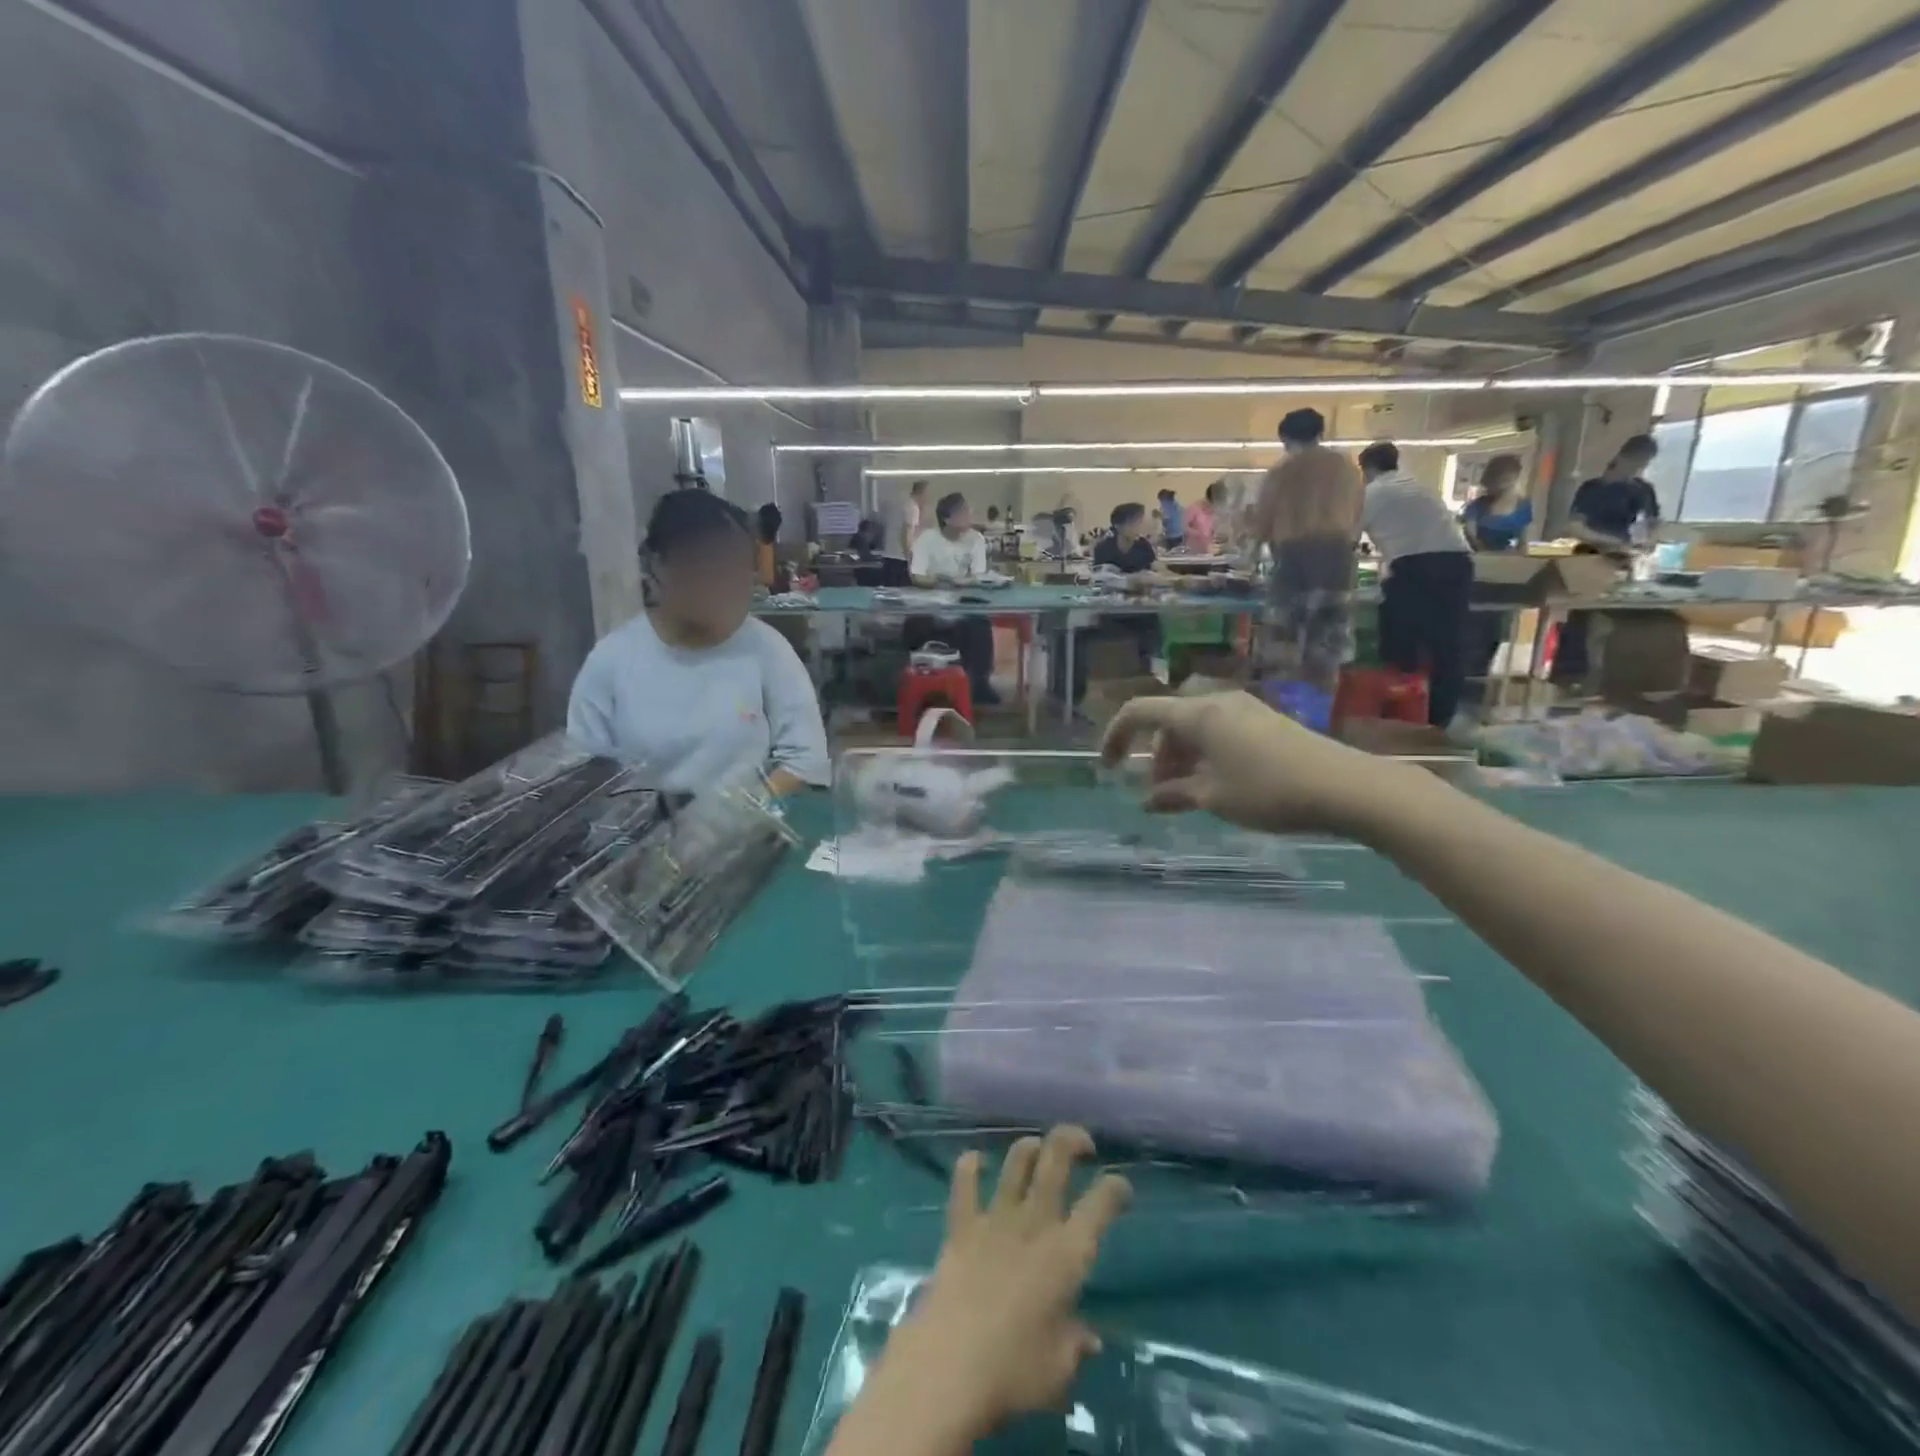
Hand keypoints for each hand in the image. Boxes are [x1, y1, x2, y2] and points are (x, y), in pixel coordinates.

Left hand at [868, 1127, 1130, 1443]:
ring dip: (1029, 1147)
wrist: (949, 1366)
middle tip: (1083, 1143)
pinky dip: (970, 1165)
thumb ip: (1076, 1345)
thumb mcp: (1059, 1372)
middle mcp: (1035, 1223)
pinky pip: (965, 1182)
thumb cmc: (1014, 1373)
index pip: (1102, 1203)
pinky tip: (975, 1160)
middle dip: (1072, 1139)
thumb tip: (1089, 1339)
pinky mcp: (961, 1225)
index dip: (1116, 1188)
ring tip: (1036, 1149)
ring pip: (1016, 1161)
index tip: (1121, 1188)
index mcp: (1068, 1253)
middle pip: (1055, 1160)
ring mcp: (995, 1218)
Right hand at [1100, 690, 1417, 835]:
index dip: (1116, 736)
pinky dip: (1205, 754)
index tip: (1109, 768)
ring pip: (1194, 726)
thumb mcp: (1213, 798)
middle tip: (1160, 792)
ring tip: (1188, 793)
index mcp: (1196, 714)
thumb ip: (1174, 795)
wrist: (1345, 787)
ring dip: (1181, 756)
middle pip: (1168, 720)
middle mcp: (1217, 702)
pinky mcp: (1265, 721)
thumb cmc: (1269, 791)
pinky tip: (1218, 783)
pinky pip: (1219, 731)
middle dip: (1156, 754)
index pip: (1139, 712)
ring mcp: (1244, 709)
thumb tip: (1149, 801)